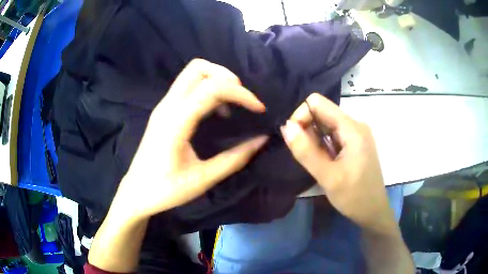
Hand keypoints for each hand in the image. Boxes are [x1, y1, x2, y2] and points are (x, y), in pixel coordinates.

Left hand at [115, 59, 267, 219]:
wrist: (136, 193)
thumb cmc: (165, 190)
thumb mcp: (203, 179)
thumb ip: (234, 158)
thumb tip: (261, 140)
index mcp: (176, 122)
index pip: (212, 88)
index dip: (241, 93)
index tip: (259, 109)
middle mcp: (167, 106)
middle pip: (198, 68)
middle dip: (227, 76)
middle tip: (243, 99)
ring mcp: (163, 106)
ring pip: (191, 73)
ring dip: (217, 80)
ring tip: (232, 104)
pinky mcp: (163, 111)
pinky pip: (187, 86)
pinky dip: (207, 89)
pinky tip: (216, 111)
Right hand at [281, 93, 395, 232]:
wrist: (373, 211)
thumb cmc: (354, 196)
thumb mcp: (328, 177)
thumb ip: (306, 151)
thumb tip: (286, 126)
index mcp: (352, 127)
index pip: (317, 103)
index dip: (301, 116)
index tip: (295, 140)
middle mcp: (354, 124)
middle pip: (321, 112)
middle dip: (307, 130)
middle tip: (306, 156)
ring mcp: (355, 134)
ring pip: (325, 125)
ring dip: (314, 139)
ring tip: (316, 162)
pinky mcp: (354, 143)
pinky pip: (332, 135)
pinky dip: (322, 145)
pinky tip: (324, 162)